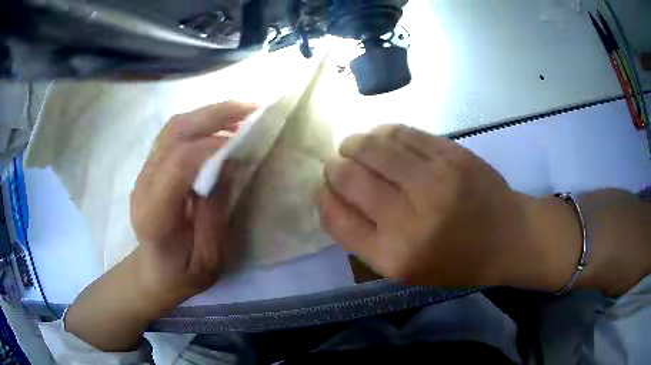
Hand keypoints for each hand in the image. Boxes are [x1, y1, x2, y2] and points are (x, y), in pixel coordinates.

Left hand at [66, 102, 255, 351]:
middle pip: (174, 133)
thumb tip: (228, 163)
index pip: (179, 163)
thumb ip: (214, 213)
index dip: (213, 147)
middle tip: (252, 108)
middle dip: (214, 114)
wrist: (152, 273)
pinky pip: (173, 134)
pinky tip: (221, 125)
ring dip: (208, 113)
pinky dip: (200, 122)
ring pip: (173, 127)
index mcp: (155, 214)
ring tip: (241, 112)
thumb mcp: (209, 259)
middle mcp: (144, 184)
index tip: (245, 143)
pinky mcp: (150, 167)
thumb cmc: (182, 274)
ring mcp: (143, 172)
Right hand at [319, 124, 562, 287]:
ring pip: (373, 147)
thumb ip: (367, 240)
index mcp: (393, 256)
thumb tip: (336, 198)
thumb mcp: (407, 270)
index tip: (326, 190)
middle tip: (337, 164)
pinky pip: (402, 133)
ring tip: (354, 146)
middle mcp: (409, 218)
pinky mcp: (450, 154)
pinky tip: (382, 137)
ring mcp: (433, 180)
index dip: (325, 198)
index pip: (337, 218)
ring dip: (354, 144)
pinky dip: (383, 132)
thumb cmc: (456, 261)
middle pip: (349, 178)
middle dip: (334, 167)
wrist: (507, 237)